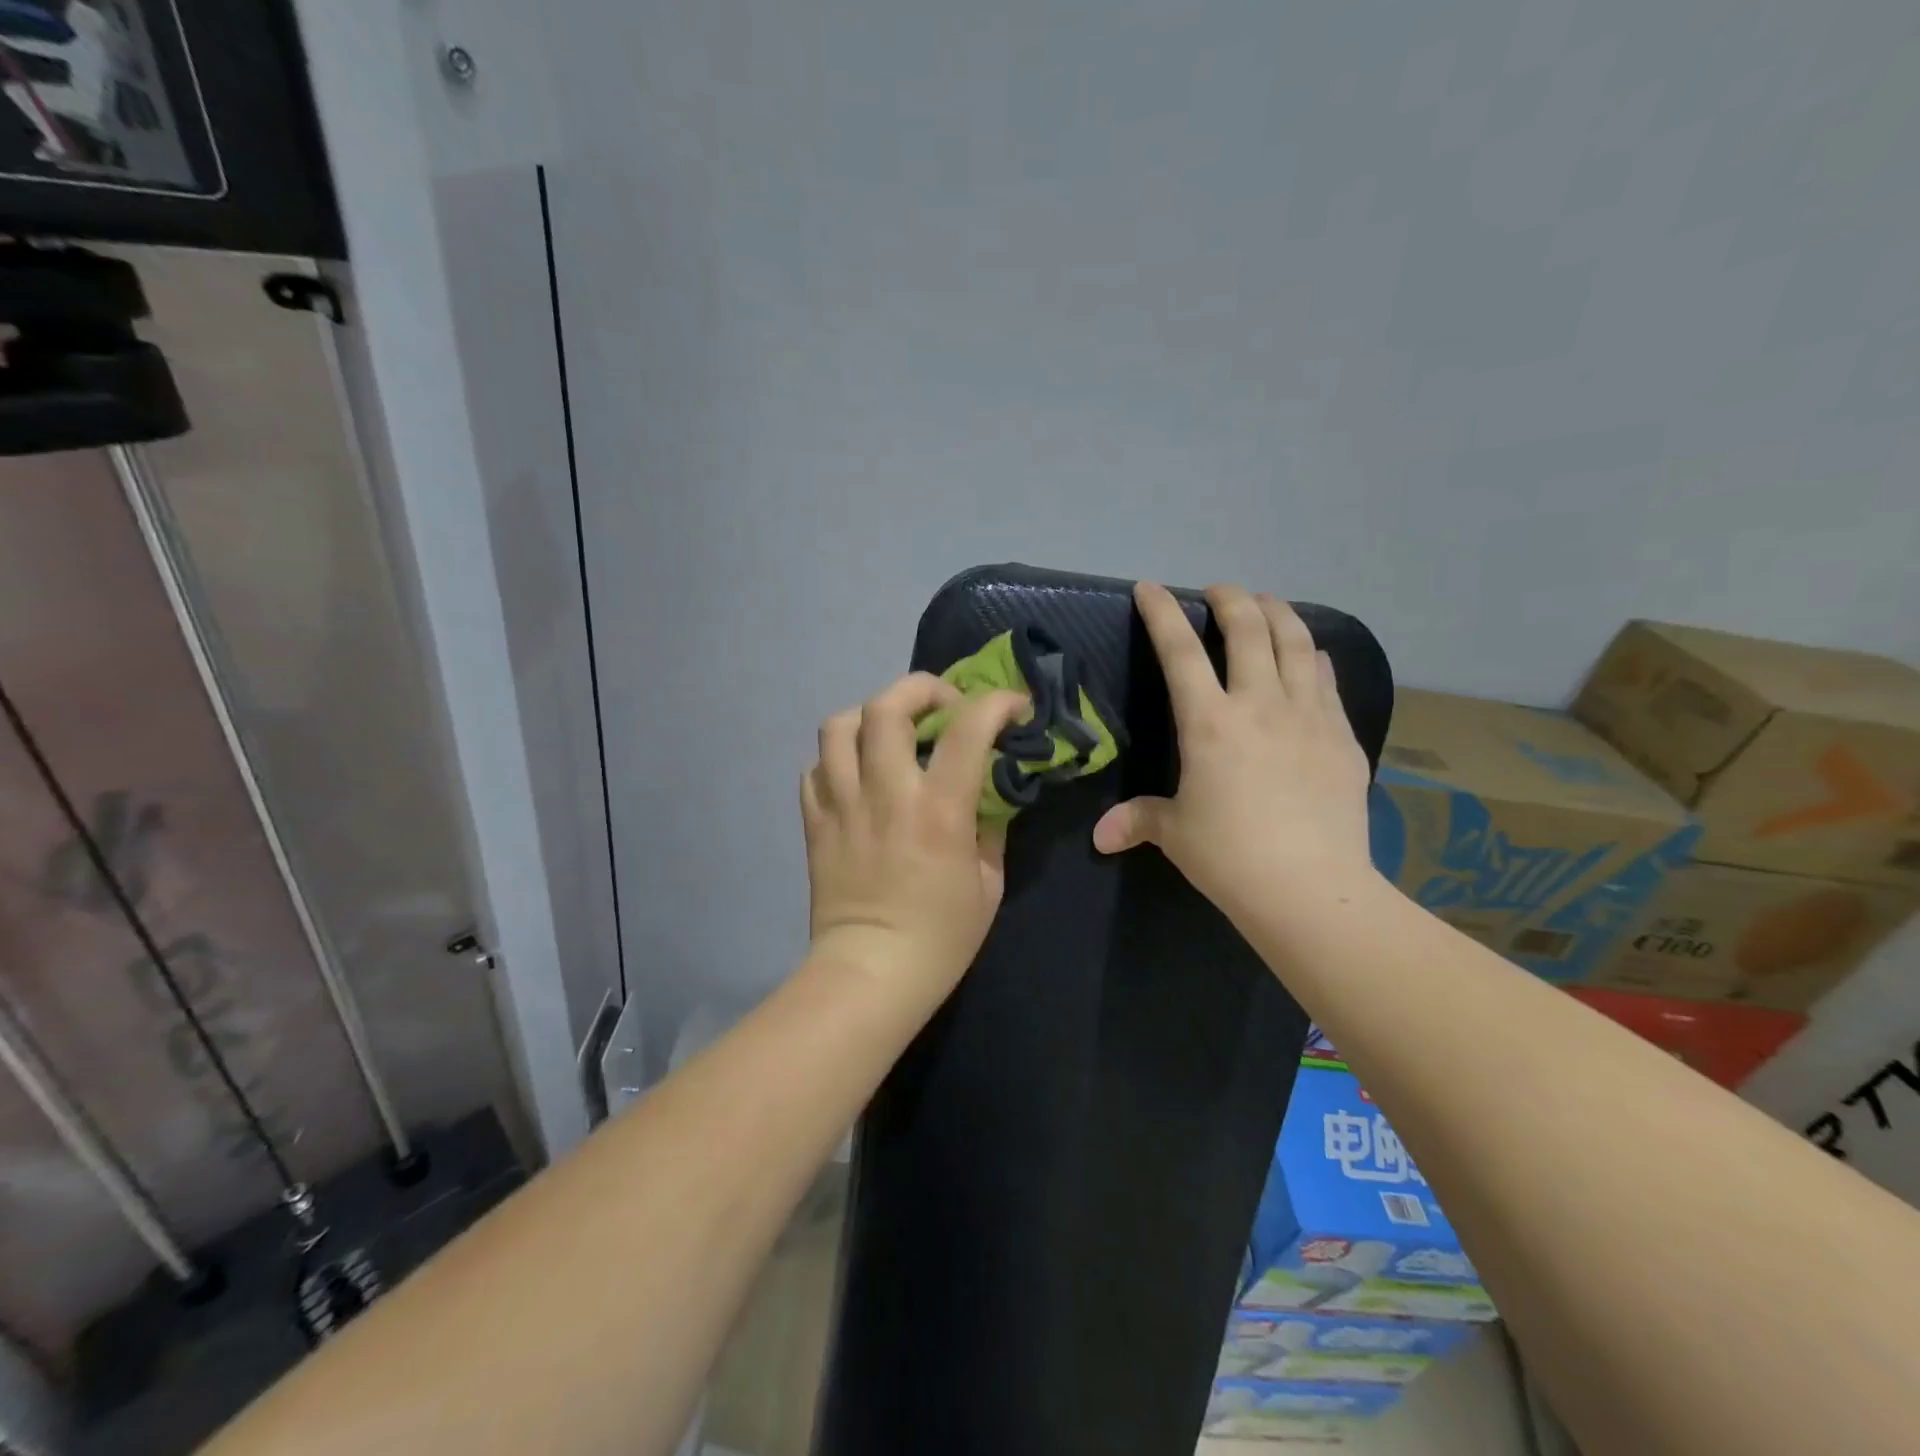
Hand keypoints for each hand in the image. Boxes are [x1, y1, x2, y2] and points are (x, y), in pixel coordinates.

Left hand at [802, 674, 1029, 1001]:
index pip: (968, 728)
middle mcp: (886, 792)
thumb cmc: (941, 937)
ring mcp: (843, 804)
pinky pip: (815, 768)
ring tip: (890, 731)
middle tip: (941, 704)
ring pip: (839, 725)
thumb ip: (990, 829)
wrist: (870, 973)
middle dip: (920, 688)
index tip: (1011, 706)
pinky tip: (856, 773)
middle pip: (888, 706)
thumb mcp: (989, 884)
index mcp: (938, 809)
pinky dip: (837, 758)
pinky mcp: (815, 822)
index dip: (996, 703)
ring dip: (870, 714)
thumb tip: (986, 795)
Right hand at [1093, 582, 1374, 921]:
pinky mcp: (1342, 736)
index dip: (1161, 612)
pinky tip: (1309, 657)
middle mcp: (1260, 704)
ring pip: (1296, 642)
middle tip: (1218, 591)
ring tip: (1266, 605)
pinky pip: (1326, 679)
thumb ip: (1137, 820)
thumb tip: (1100, 837)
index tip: (1150, 588)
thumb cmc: (1230, 856)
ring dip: (1278, 613)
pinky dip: (1312, 656)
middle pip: (1248, 629)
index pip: (1179, 651)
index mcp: (1209, 722)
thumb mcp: (1175, 834)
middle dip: (1230, 598)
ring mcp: (1308, 716)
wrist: (1310, 888)